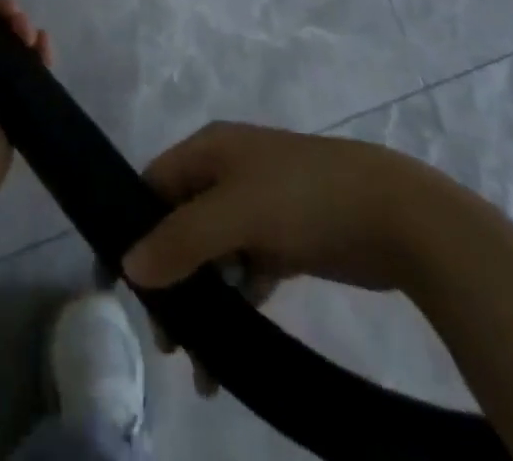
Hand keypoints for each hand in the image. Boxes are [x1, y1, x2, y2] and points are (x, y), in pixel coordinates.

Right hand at [121, 122, 462, 395]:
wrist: (395, 214)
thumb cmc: (302, 197)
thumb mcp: (235, 212)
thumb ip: (180, 239)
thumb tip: (127, 266)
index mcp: (209, 150)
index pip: (153, 186)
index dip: (133, 229)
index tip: (117, 285)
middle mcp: (227, 172)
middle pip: (180, 224)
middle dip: (170, 279)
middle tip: (168, 339)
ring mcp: (258, 206)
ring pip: (212, 254)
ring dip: (203, 302)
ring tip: (200, 362)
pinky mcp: (285, 240)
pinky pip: (244, 271)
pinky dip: (236, 304)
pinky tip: (234, 349)